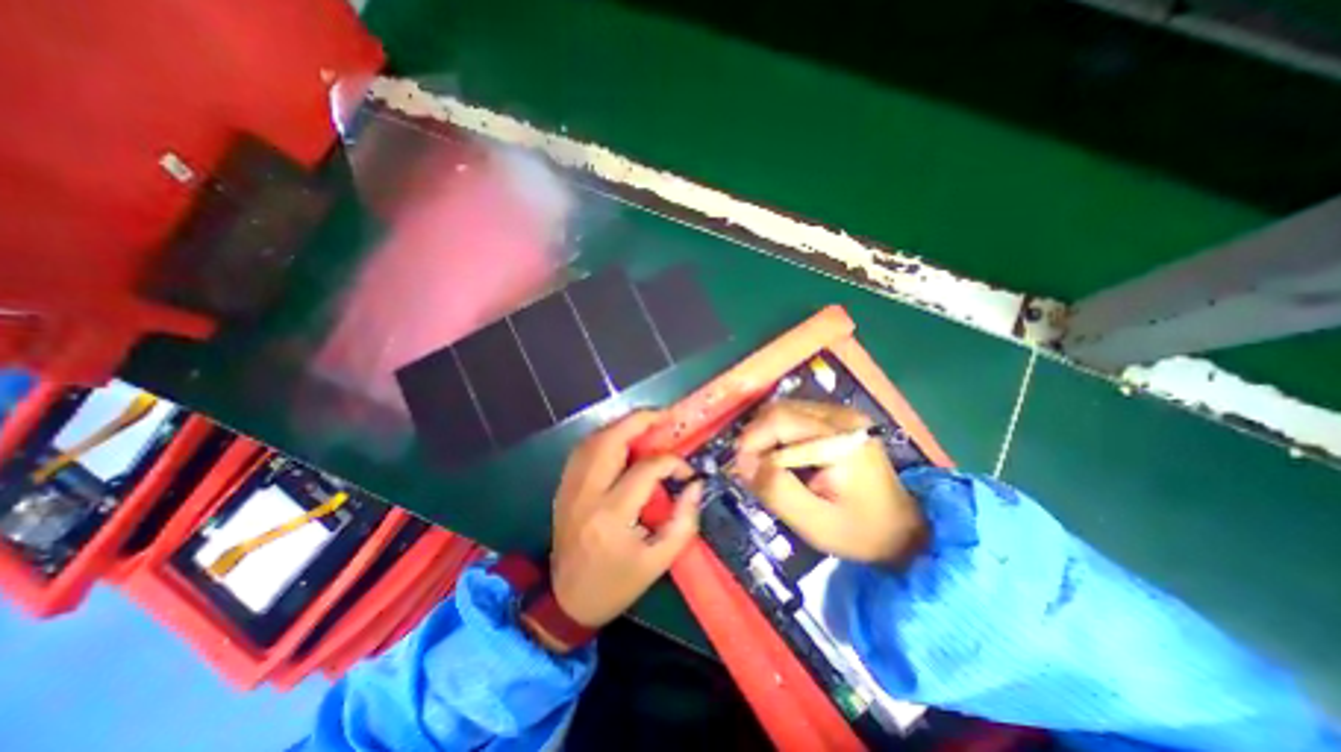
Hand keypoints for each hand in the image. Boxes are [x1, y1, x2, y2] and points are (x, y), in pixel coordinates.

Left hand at [545, 409, 703, 632]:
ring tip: (647, 424)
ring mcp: (570, 488)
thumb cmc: (616, 584)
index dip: (671, 463)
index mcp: (612, 515)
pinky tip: (621, 439)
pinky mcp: (563, 487)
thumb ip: (683, 520)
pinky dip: (604, 437)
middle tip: (664, 416)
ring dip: (621, 426)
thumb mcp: (658, 561)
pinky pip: (583, 450)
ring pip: (593, 440)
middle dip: (639, 421)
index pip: (646, 470)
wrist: (566, 601)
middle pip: (611, 441)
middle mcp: (587, 494)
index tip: (686, 471)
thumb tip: (694, 484)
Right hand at [733, 400, 923, 562]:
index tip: (742, 470)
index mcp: (841, 438)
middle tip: (751, 469)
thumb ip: (776, 490)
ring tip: (765, 465)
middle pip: (779, 410)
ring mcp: (842, 414)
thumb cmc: (860, 531)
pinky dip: (779, 434)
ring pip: (784, 410)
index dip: (751, 441)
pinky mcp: (839, 419)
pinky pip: (795, 416)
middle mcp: (841, 415)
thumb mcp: (814, 523)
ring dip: (766, 435)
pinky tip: (783, 457)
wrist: (904, 531)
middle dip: (756, 437)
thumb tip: (743, 463)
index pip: (779, 421)